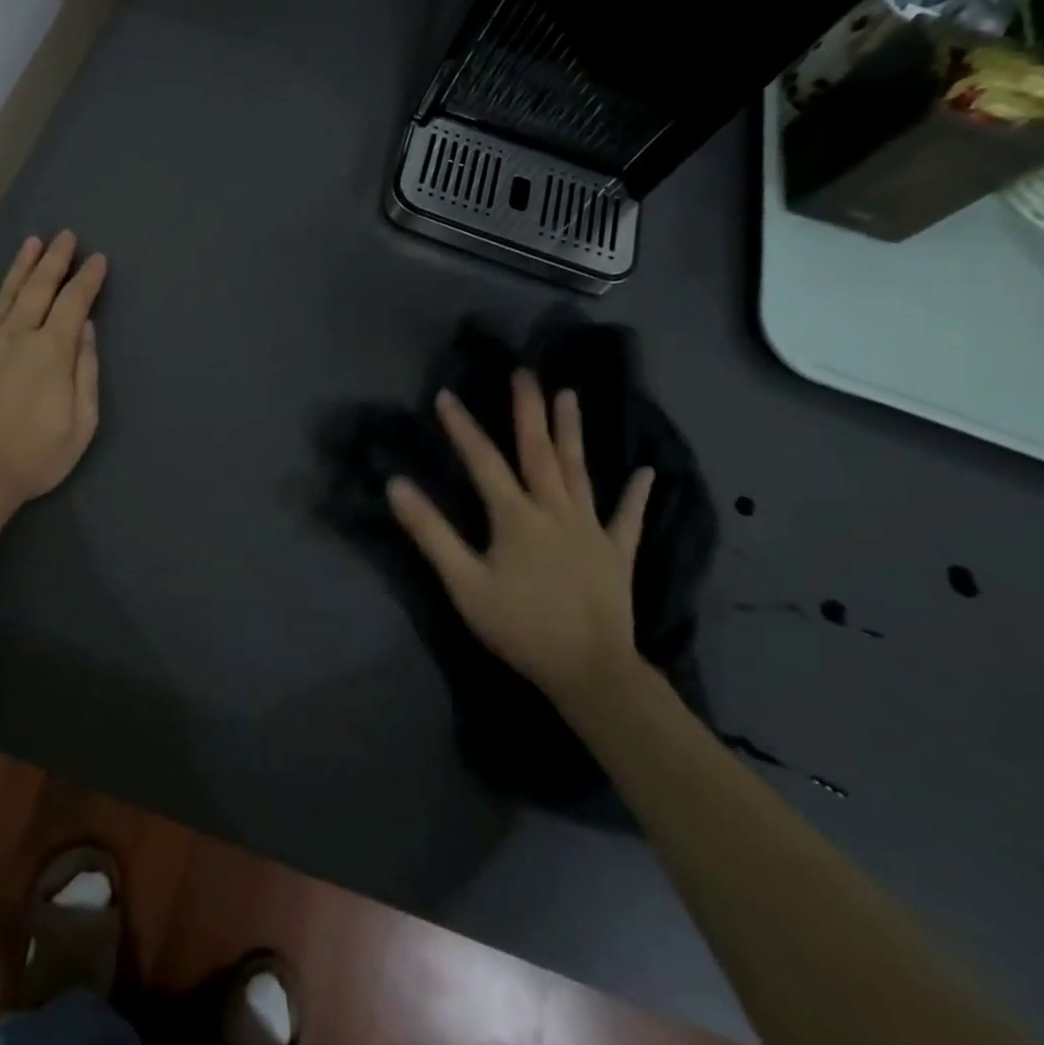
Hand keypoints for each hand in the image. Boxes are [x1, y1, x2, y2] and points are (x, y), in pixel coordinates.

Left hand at [0, 231, 105, 516]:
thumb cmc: (34, 457)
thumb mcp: (81, 423)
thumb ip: (85, 371)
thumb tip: (85, 328)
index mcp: (51, 352)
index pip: (73, 303)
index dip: (87, 279)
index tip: (97, 259)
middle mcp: (16, 337)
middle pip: (39, 289)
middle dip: (55, 260)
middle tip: (65, 235)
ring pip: (3, 298)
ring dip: (19, 268)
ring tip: (31, 242)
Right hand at [386, 371, 653, 708]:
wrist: (591, 671)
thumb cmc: (521, 626)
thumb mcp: (464, 583)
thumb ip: (431, 532)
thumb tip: (397, 485)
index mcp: (516, 516)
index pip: (484, 461)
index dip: (463, 428)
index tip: (446, 395)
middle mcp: (555, 510)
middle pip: (539, 452)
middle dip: (529, 410)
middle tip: (525, 373)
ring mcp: (591, 529)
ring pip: (580, 471)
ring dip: (573, 432)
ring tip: (570, 396)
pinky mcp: (617, 552)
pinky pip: (627, 517)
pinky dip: (636, 495)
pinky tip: (646, 473)